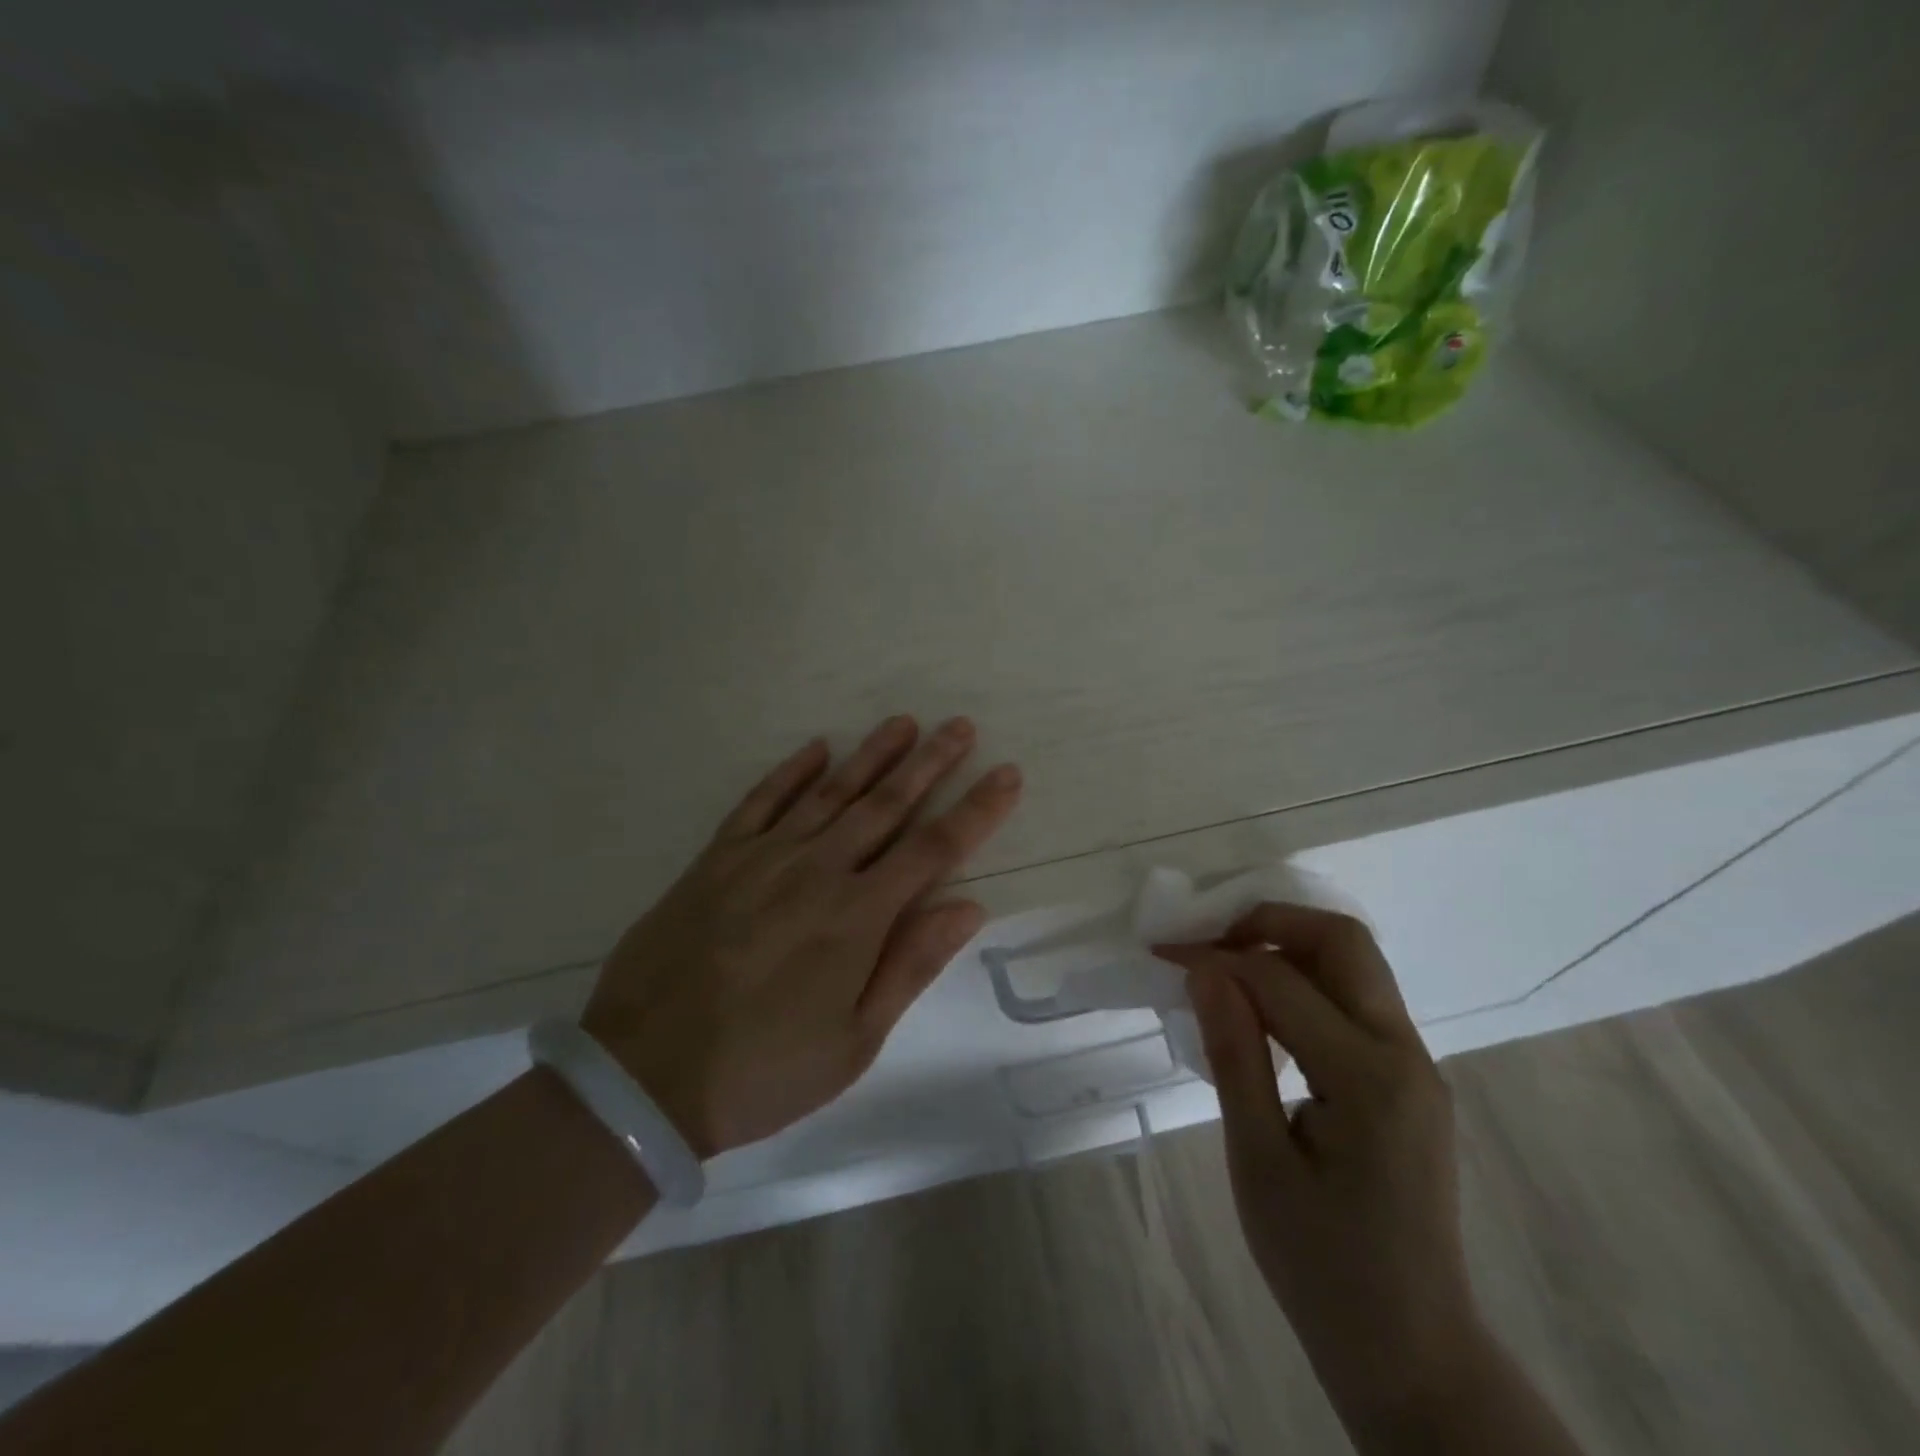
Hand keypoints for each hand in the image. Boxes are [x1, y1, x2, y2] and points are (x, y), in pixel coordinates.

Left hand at [581, 715, 1021, 1158]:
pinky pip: (760, 802)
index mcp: (857, 916)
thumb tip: (969, 905)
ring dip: (871, 755)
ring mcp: (762, 858)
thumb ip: (911, 964)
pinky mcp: (716, 860)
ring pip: (830, 792)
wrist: (643, 1076)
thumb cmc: (763, 1070)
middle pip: (886, 804)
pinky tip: (816, 750)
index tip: (1007, 774)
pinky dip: (790, 773)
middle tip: (960, 727)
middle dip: (930, 763)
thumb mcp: (854, 1040)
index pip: (934, 848)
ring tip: (902, 723)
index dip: (976, 809)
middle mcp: (816, 870)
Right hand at [1158, 904, 1485, 1420]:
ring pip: (1353, 963)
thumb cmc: (1320, 1266)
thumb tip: (1204, 970)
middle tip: (1206, 940)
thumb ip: (1233, 1054)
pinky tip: (1261, 1010)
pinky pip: (1355, 1000)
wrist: (1411, 1352)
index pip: (1280, 979)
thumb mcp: (1257, 1161)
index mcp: (1369, 1078)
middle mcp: (1405, 1054)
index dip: (1215, 956)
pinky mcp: (1409, 1079)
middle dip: (1267, 922)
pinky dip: (1304, 981)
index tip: (1164, 952)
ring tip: (1224, 968)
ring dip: (1286, 946)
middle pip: (1342, 941)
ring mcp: (1416, 1065)